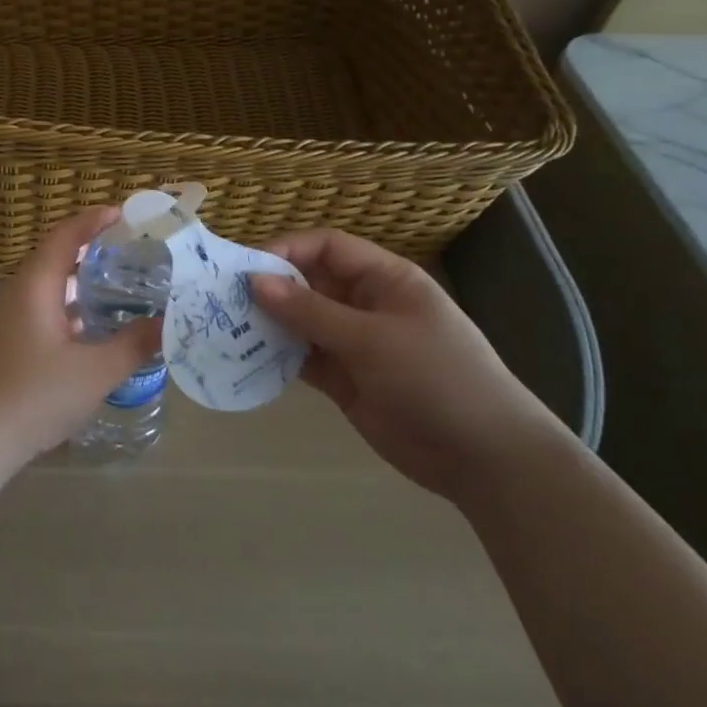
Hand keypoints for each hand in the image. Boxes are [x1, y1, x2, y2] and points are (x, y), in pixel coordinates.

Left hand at [0, 206, 162, 478]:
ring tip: (121, 286)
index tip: (126, 214)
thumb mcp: (95, 372)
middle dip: (93, 249)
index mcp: (35, 285)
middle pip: (57, 257)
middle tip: (134, 251)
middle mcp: (18, 293)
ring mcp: (9, 319)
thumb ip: (134, 345)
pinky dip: (71, 307)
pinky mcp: (8, 343)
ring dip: (82, 281)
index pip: (66, 235)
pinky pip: (44, 309)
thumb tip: (167, 324)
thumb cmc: (34, 395)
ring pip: (50, 286)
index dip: (94, 220)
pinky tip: (94, 329)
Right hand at [251, 229, 570, 501]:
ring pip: (300, 322)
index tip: (246, 267)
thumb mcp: (372, 339)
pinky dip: (277, 357)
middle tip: (222, 299)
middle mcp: (365, 304)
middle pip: (308, 282)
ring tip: (225, 328)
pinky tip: (245, 358)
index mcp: (384, 279)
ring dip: (268, 323)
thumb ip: (311, 311)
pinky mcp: (344, 379)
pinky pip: (302, 358)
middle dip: (270, 288)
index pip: (327, 247)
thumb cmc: (436, 379)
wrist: (485, 458)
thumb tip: (254, 281)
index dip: (287, 250)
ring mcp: (354, 343)